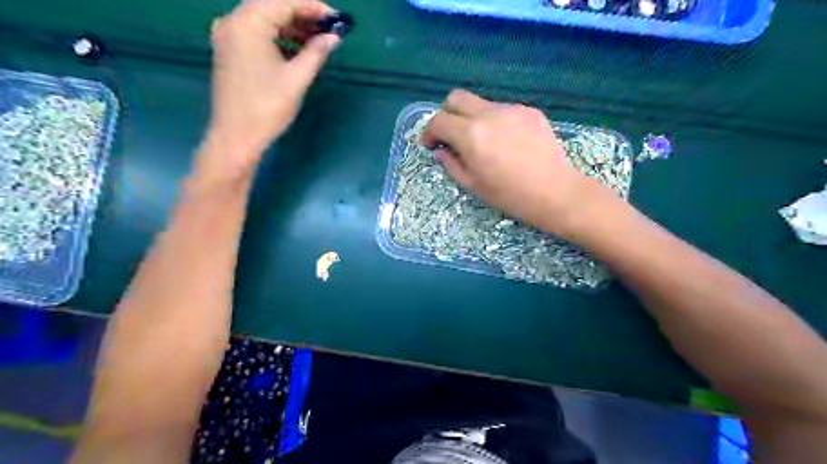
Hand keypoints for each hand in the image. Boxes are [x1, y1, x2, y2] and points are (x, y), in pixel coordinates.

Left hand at [198, 1, 340, 182]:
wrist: (236, 136)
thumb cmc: (267, 107)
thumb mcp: (297, 79)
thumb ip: (316, 52)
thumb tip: (333, 37)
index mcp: (248, 23)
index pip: (284, 2)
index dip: (313, 7)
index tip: (336, 19)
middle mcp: (233, 21)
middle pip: (272, 6)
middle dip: (302, 15)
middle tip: (329, 29)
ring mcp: (227, 35)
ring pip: (264, 20)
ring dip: (291, 26)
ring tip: (317, 40)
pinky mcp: (228, 50)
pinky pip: (256, 33)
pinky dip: (277, 36)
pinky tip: (296, 49)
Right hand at [422, 91, 609, 242]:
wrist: (556, 192)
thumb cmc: (510, 195)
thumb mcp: (473, 185)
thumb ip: (451, 164)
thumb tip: (440, 150)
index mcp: (471, 134)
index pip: (439, 121)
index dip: (429, 132)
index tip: (431, 145)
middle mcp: (489, 114)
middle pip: (456, 98)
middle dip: (447, 114)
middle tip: (451, 136)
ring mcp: (512, 109)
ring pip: (481, 103)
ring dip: (472, 118)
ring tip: (483, 143)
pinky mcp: (530, 111)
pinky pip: (503, 110)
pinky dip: (495, 122)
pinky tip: (507, 143)